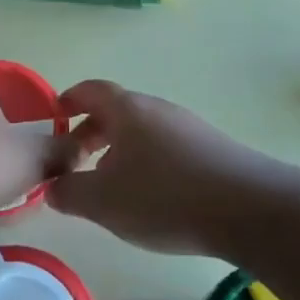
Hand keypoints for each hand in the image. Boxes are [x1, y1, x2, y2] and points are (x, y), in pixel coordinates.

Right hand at [47, 81, 280, 254]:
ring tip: (113, 185)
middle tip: (77, 161)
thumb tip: (51, 186)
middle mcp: (156, 109)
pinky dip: (148, 161)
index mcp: (126, 110)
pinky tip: (153, 196)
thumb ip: (69, 192)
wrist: (248, 208)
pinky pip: (166, 146)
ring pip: (142, 130)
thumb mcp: (103, 202)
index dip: (68, 102)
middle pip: (116, 110)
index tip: (54, 118)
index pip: (89, 91)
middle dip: (91, 132)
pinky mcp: (211, 148)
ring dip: (120, 150)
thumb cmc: (164, 196)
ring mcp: (187, 126)